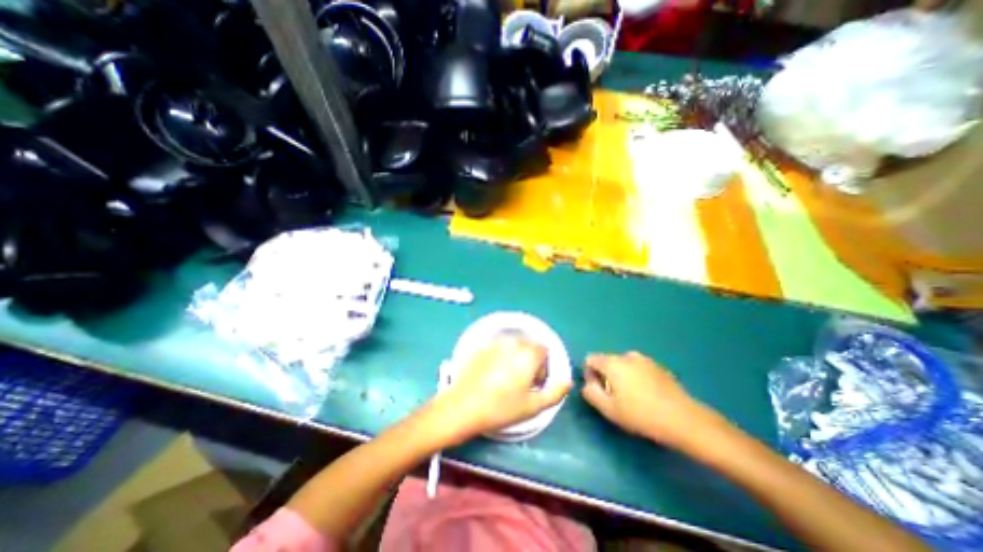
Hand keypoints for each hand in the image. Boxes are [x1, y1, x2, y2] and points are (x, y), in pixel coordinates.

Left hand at [432, 336, 572, 444]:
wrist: (463, 406)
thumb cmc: (501, 408)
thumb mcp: (533, 406)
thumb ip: (555, 392)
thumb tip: (567, 381)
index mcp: (528, 353)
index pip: (544, 350)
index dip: (542, 367)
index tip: (534, 384)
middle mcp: (513, 342)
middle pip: (529, 346)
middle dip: (530, 360)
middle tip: (521, 383)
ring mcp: (495, 342)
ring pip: (513, 345)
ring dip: (515, 357)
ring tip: (506, 378)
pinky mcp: (481, 346)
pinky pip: (498, 347)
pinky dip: (501, 356)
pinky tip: (492, 374)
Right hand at [582, 351, 718, 449]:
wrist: (683, 419)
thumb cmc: (641, 414)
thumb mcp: (609, 409)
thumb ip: (591, 393)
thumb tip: (587, 384)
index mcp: (612, 363)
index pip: (590, 359)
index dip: (589, 374)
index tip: (599, 391)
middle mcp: (627, 356)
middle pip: (607, 361)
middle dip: (606, 376)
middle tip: (615, 398)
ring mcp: (645, 360)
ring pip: (623, 365)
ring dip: (621, 377)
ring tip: (632, 398)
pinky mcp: (659, 367)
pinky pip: (639, 369)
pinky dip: (636, 378)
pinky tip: (648, 396)